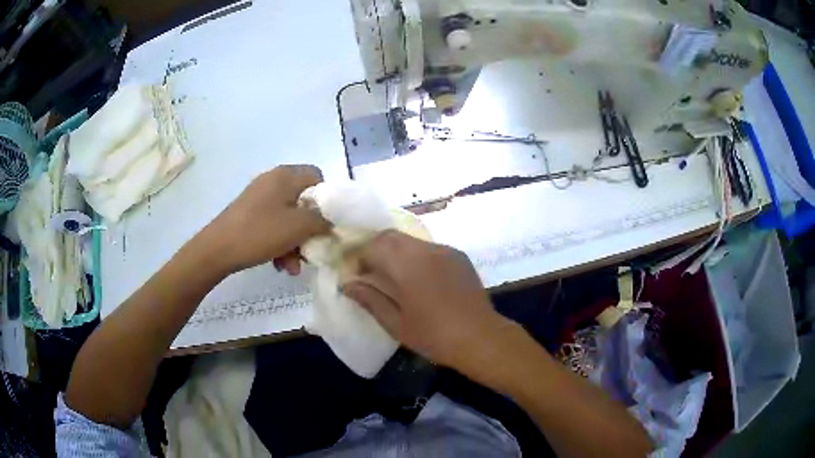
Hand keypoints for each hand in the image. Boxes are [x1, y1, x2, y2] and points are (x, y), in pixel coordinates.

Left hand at [204, 165, 329, 273]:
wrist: (217, 249)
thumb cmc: (261, 232)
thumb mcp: (299, 226)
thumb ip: (322, 220)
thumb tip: (330, 220)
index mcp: (286, 176)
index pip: (318, 177)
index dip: (327, 200)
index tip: (325, 223)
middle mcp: (273, 181)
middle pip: (303, 201)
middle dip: (309, 229)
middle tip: (310, 249)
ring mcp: (259, 198)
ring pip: (288, 217)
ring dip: (295, 242)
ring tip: (292, 267)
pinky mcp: (249, 214)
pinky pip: (273, 225)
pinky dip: (279, 243)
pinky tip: (279, 264)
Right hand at [342, 230, 510, 370]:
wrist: (481, 338)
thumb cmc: (434, 336)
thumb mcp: (396, 323)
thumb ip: (370, 299)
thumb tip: (348, 285)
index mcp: (408, 265)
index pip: (374, 246)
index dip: (360, 257)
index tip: (356, 276)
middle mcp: (426, 249)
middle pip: (391, 236)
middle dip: (375, 249)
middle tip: (371, 273)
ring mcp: (445, 250)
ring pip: (410, 241)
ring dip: (396, 252)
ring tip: (394, 277)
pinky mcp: (459, 256)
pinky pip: (429, 248)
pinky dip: (415, 256)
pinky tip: (419, 279)